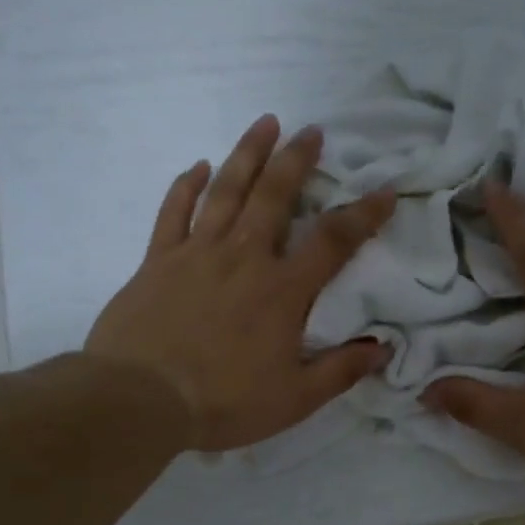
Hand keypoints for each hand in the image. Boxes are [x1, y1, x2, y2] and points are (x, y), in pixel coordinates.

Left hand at [85, 115, 396, 451]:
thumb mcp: (295, 399)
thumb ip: (341, 370)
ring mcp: (196, 253)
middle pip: (274, 196)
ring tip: (265, 123)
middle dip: (297, 160)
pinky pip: (173, 213)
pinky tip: (196, 166)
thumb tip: (384, 348)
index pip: (333, 241)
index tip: (384, 191)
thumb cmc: (223, 401)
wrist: (140, 401)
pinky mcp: (157, 261)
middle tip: (312, 131)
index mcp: (282, 290)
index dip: (363, 214)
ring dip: (247, 154)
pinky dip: (185, 186)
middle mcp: (243, 258)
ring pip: (226, 191)